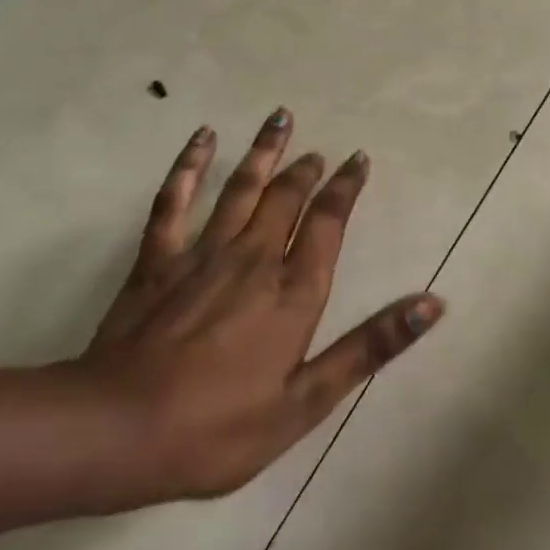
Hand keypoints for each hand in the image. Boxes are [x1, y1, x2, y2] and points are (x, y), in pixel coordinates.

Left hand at [69, 109, 442, 505]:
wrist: (117, 432)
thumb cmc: (218, 427)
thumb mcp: (305, 401)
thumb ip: (369, 347)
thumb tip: (432, 304)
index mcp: (293, 290)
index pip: (328, 222)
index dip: (345, 188)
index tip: (357, 160)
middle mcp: (254, 257)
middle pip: (286, 197)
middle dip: (307, 169)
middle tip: (319, 151)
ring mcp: (203, 252)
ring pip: (242, 187)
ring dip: (264, 152)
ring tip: (280, 118)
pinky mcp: (158, 259)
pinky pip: (175, 200)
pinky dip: (190, 165)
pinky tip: (202, 137)